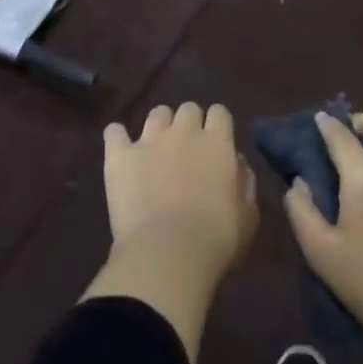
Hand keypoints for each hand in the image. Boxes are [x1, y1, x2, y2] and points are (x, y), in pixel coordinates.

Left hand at [82, 103, 257, 363]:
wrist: (168, 253)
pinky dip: (117, 137)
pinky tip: (120, 148)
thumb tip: (236, 161)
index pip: (220, 113)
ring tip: (157, 150)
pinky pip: (114, 132)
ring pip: (157, 114)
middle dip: (190, 124)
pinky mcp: (120, 154)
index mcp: (217, 142)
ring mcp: (149, 140)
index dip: (217, 125)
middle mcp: (184, 131)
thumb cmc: (217, 239)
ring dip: (160, 127)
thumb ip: (244, 181)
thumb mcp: (247, 216)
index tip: (216, 143)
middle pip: (189, 110)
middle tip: (188, 151)